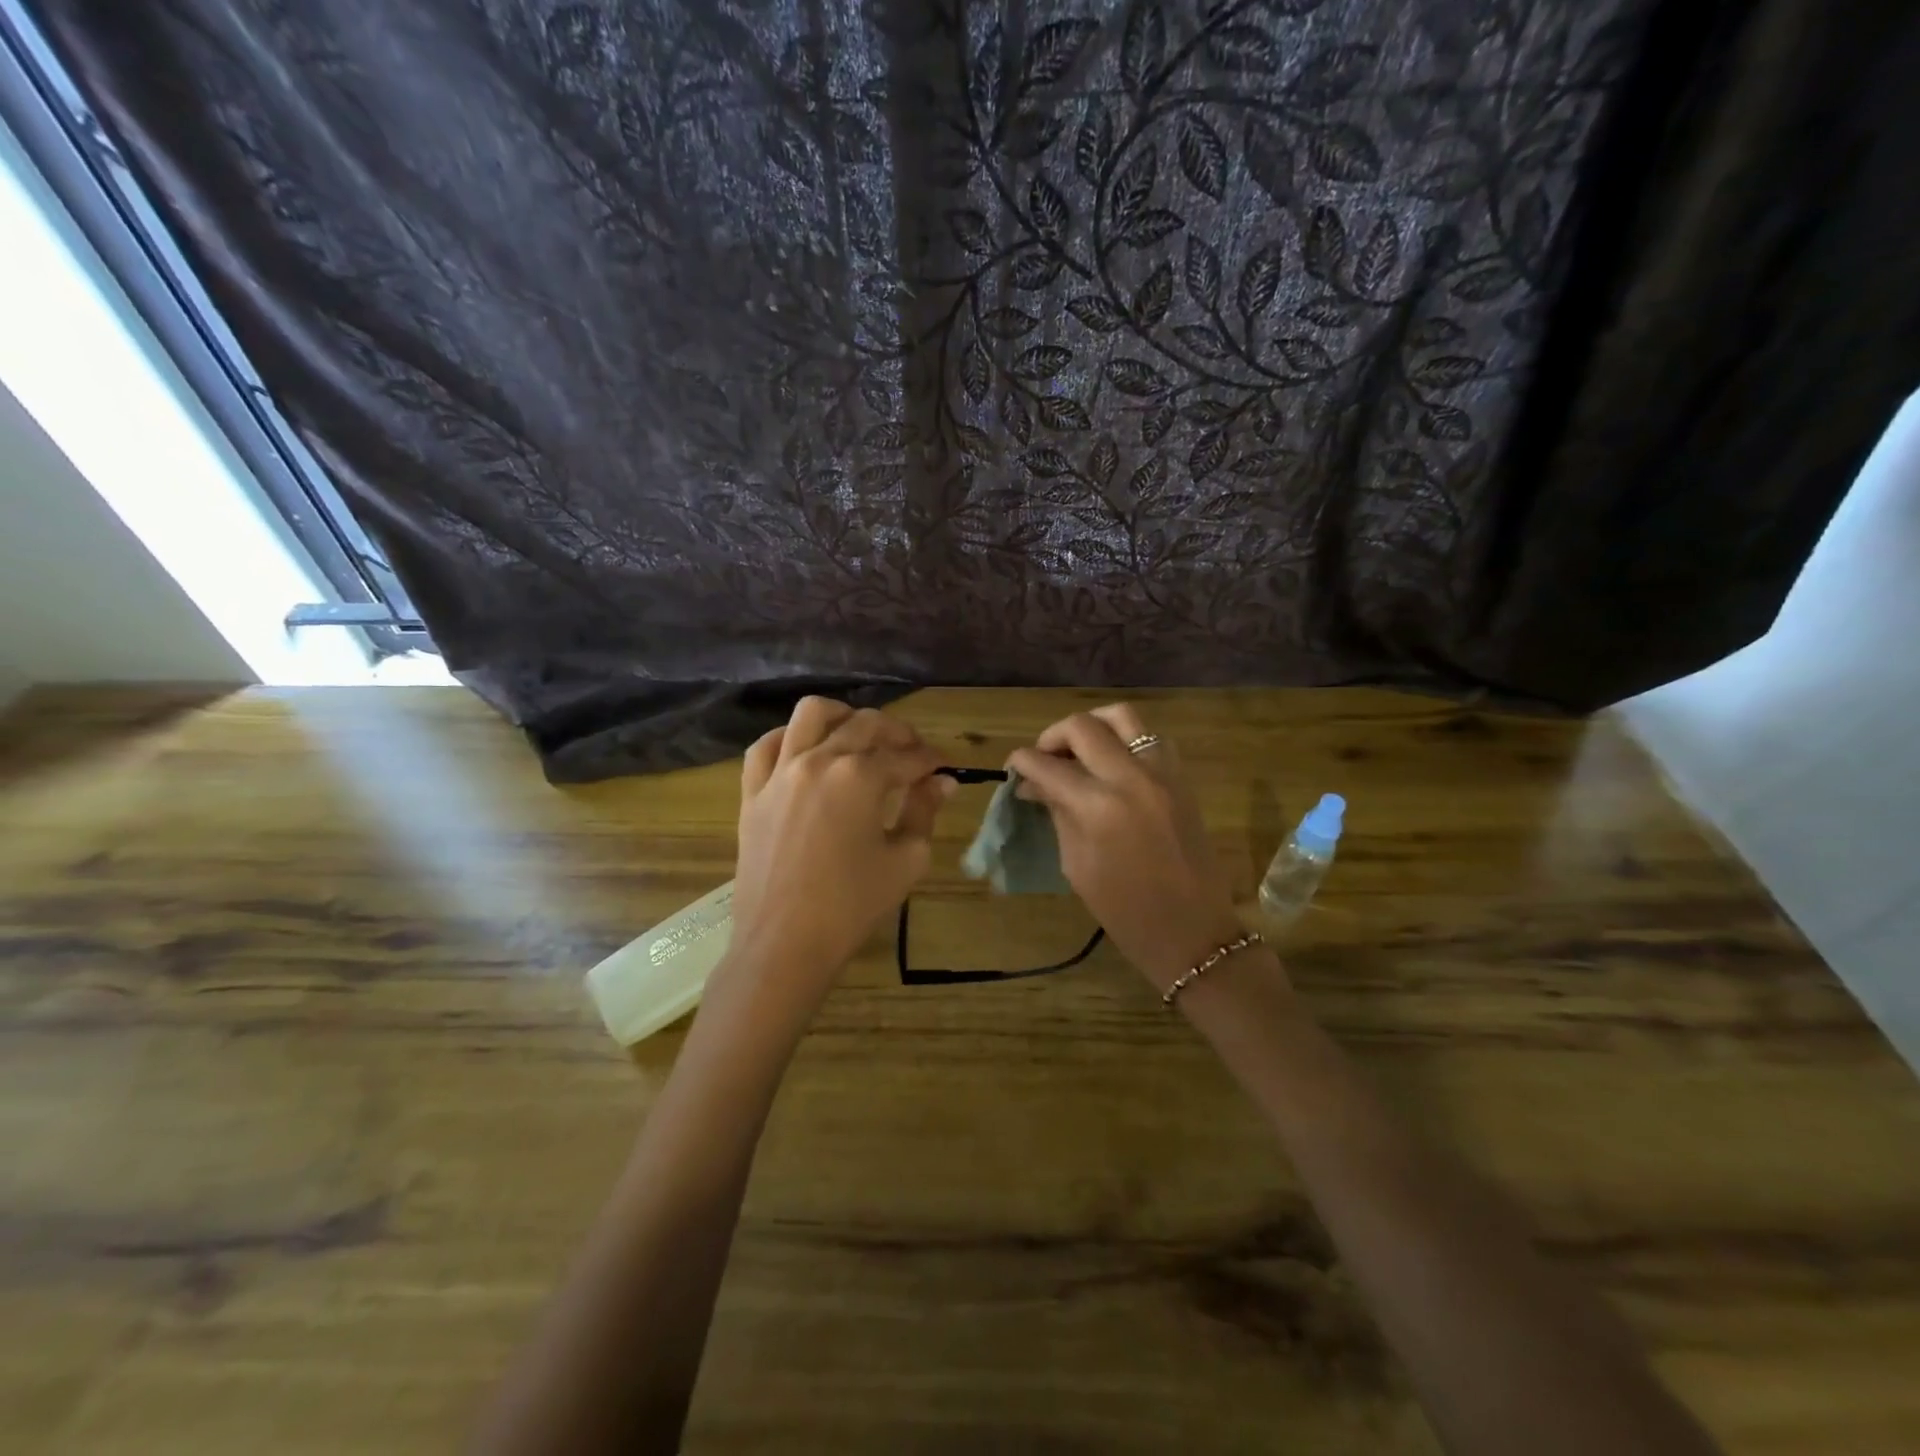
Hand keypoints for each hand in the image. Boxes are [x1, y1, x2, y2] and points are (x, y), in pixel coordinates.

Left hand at [722, 698, 951, 1019]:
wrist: (784, 944)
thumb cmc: (852, 906)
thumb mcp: (905, 860)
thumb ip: (923, 811)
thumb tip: (942, 783)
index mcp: (860, 777)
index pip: (905, 757)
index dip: (930, 761)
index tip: (944, 769)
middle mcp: (819, 760)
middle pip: (864, 724)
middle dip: (897, 734)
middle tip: (913, 754)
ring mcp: (780, 772)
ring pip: (811, 715)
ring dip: (842, 716)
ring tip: (858, 735)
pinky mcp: (752, 792)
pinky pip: (765, 747)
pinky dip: (788, 738)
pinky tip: (804, 750)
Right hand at [1008, 704, 1247, 990]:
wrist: (1194, 931)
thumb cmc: (1125, 912)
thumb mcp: (1077, 865)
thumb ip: (1057, 813)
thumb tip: (1034, 784)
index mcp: (1098, 807)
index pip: (1048, 765)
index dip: (1022, 761)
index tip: (1012, 768)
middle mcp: (1131, 777)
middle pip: (1083, 726)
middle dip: (1053, 736)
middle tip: (1044, 759)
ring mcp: (1161, 773)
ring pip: (1122, 716)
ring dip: (1092, 726)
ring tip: (1079, 750)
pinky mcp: (1181, 778)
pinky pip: (1150, 737)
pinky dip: (1125, 739)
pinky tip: (1112, 764)